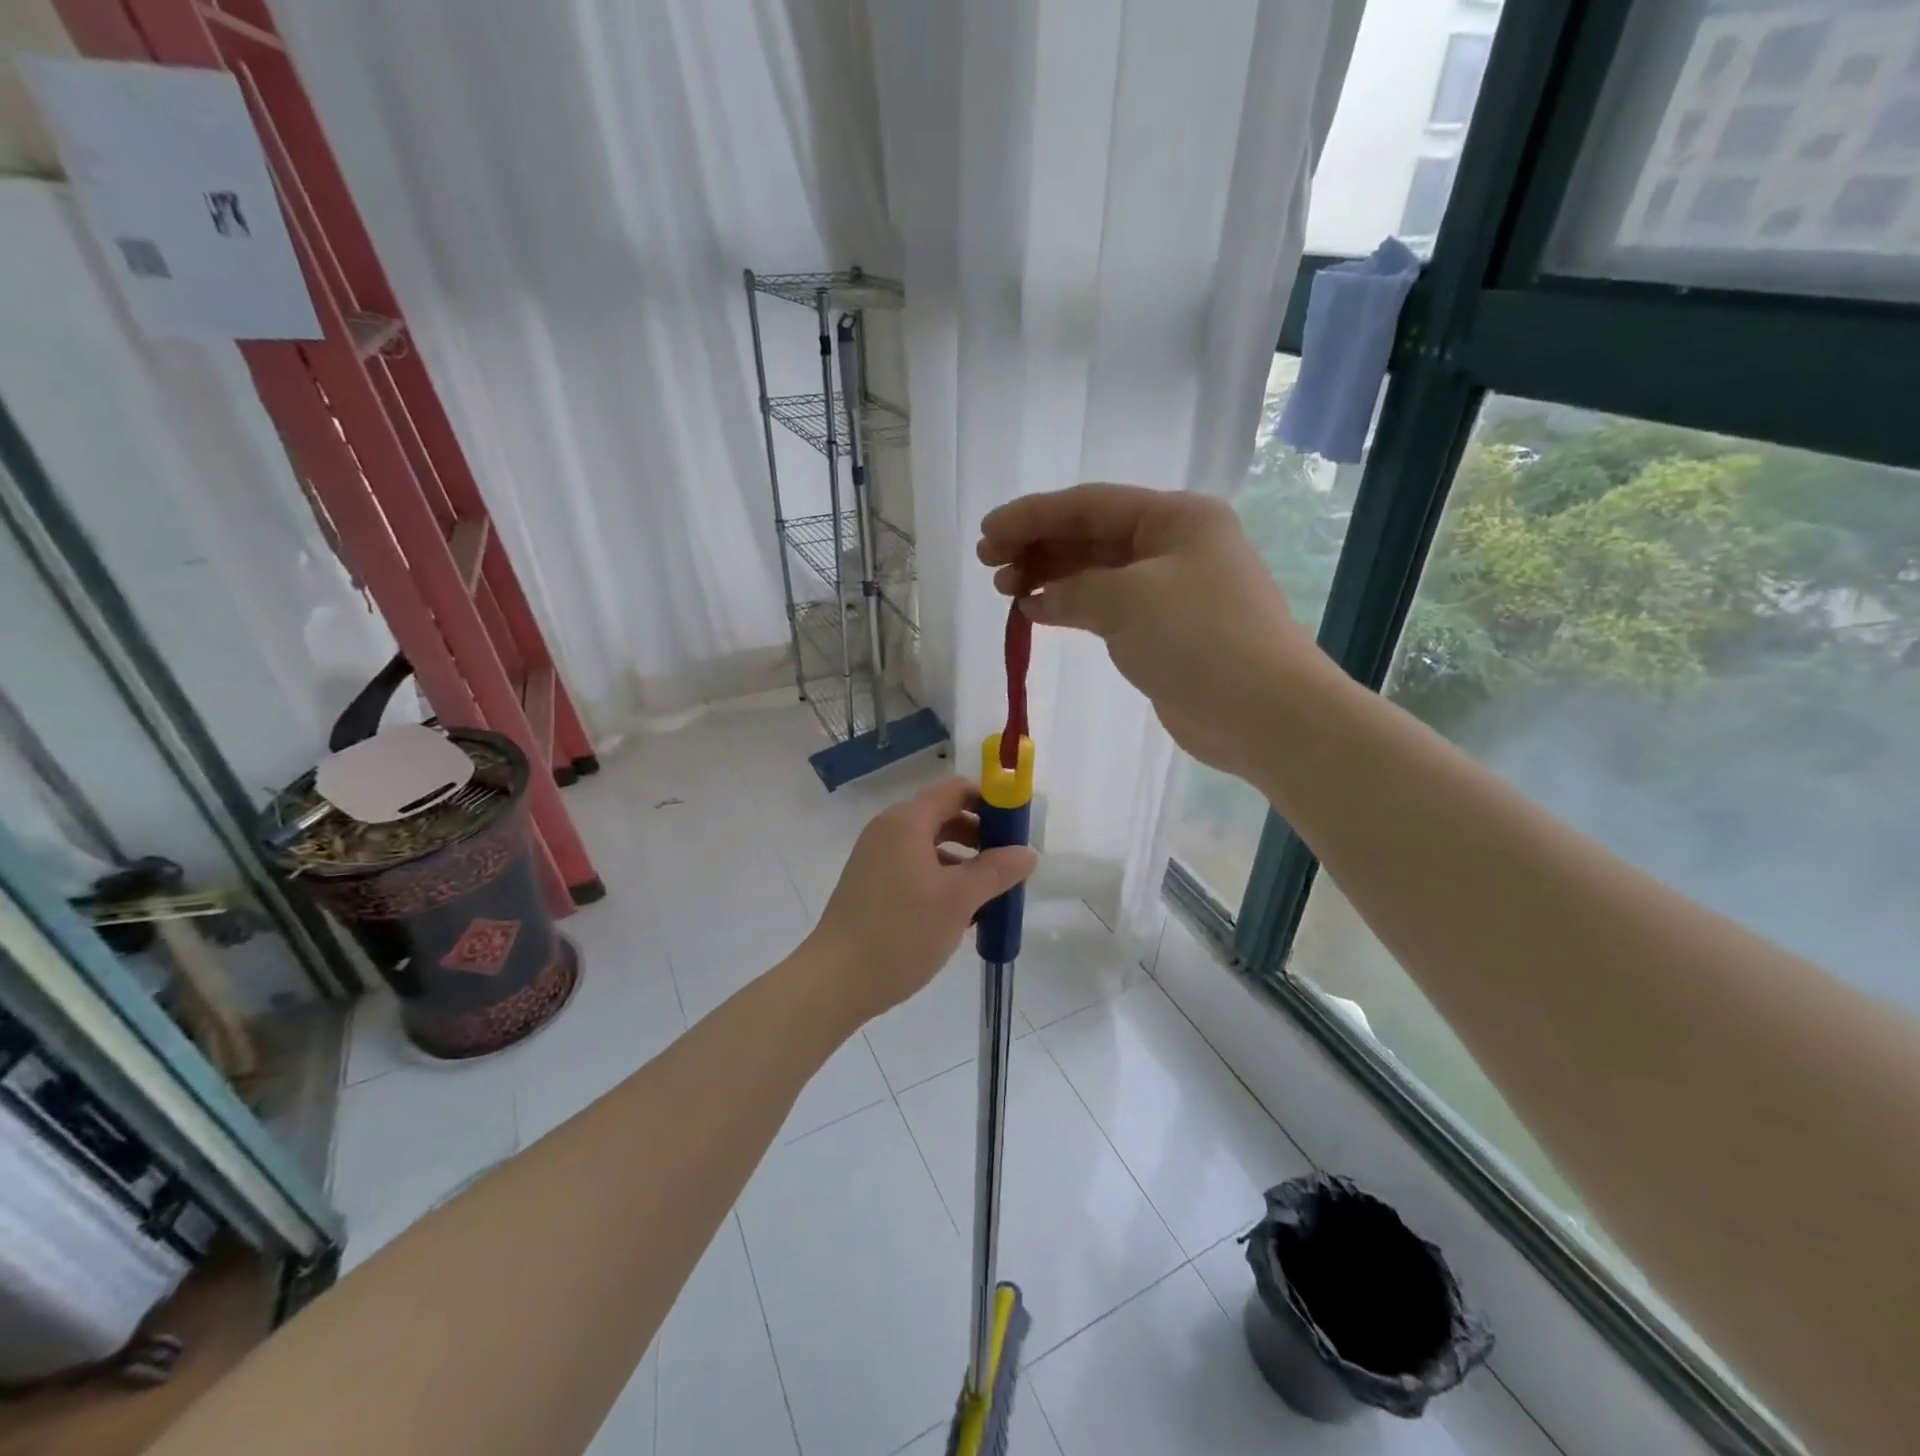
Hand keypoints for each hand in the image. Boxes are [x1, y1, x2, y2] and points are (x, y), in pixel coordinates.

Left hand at [806, 778, 1038, 1024]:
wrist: (836, 980)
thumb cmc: (901, 932)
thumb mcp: (958, 900)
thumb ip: (996, 871)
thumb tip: (1028, 852)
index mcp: (907, 822)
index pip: (957, 790)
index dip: (991, 802)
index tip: (1018, 828)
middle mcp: (888, 830)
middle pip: (944, 816)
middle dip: (981, 836)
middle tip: (1009, 865)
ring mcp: (876, 857)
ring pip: (930, 846)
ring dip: (963, 862)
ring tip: (990, 895)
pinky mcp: (870, 884)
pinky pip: (914, 867)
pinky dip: (941, 878)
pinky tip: (960, 913)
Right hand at [978, 484, 1323, 777]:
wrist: (1262, 712)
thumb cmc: (1200, 638)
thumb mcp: (1128, 600)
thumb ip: (1073, 590)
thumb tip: (1038, 600)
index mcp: (1175, 517)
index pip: (1090, 504)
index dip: (1033, 515)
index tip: (987, 533)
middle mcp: (1174, 545)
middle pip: (1090, 534)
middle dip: (1038, 544)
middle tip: (990, 564)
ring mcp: (1170, 589)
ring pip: (1096, 571)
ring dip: (1049, 576)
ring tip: (1005, 589)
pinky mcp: (1163, 630)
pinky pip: (1106, 607)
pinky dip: (1070, 607)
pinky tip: (1034, 613)